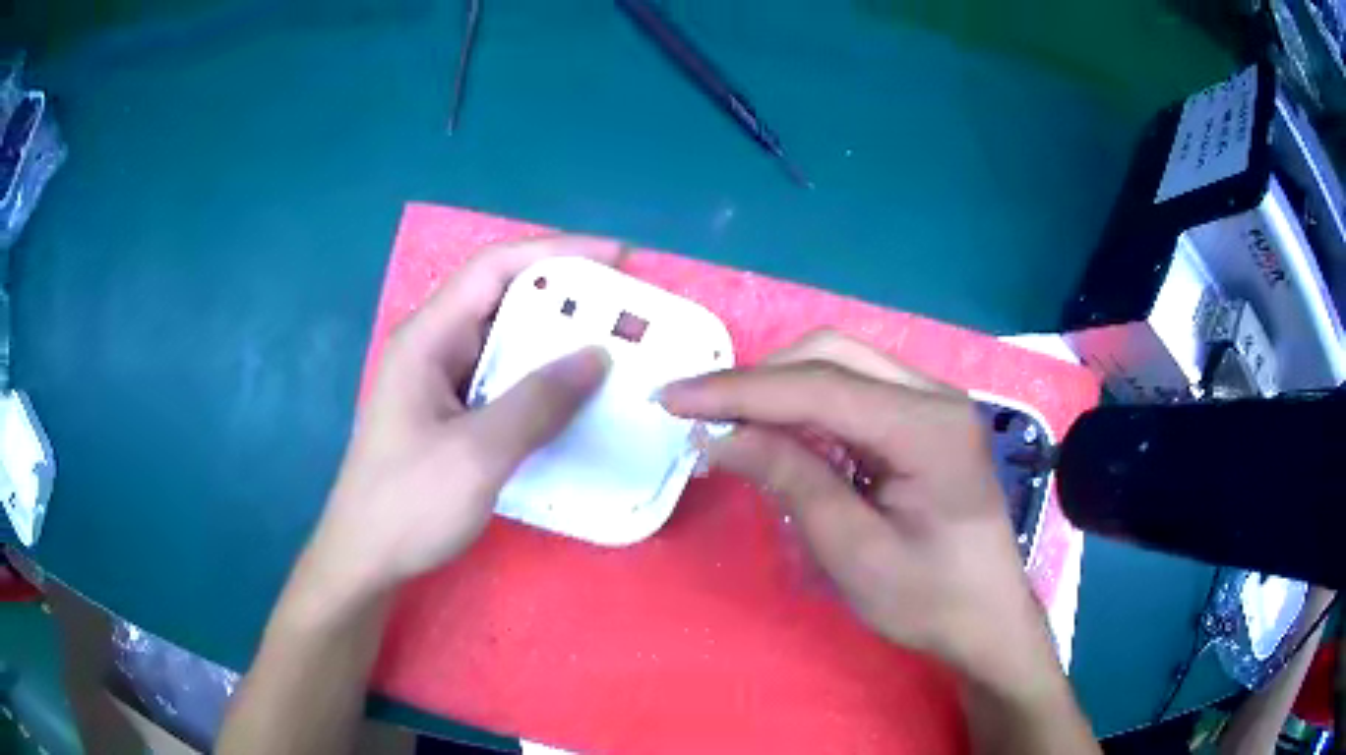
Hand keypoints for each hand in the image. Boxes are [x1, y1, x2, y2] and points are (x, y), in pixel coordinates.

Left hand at [304, 236, 619, 602]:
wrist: (366, 561)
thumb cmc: (408, 505)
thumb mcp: (477, 454)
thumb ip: (538, 402)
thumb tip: (597, 355)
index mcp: (428, 338)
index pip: (495, 268)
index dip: (558, 252)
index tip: (618, 258)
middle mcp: (433, 348)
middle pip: (502, 299)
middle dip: (565, 297)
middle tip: (625, 310)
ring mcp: (439, 383)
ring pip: (505, 343)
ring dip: (556, 341)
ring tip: (613, 350)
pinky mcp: (449, 415)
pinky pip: (502, 381)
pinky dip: (540, 381)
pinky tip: (575, 400)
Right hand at [660, 330, 1052, 687]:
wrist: (988, 620)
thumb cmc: (929, 600)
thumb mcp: (854, 552)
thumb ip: (792, 481)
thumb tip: (720, 436)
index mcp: (928, 427)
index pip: (819, 387)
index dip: (739, 390)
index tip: (673, 398)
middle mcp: (934, 396)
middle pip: (832, 355)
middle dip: (762, 381)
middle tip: (707, 419)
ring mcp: (933, 403)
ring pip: (842, 365)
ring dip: (783, 391)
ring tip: (736, 429)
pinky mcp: (925, 420)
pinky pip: (856, 392)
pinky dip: (810, 408)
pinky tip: (787, 440)